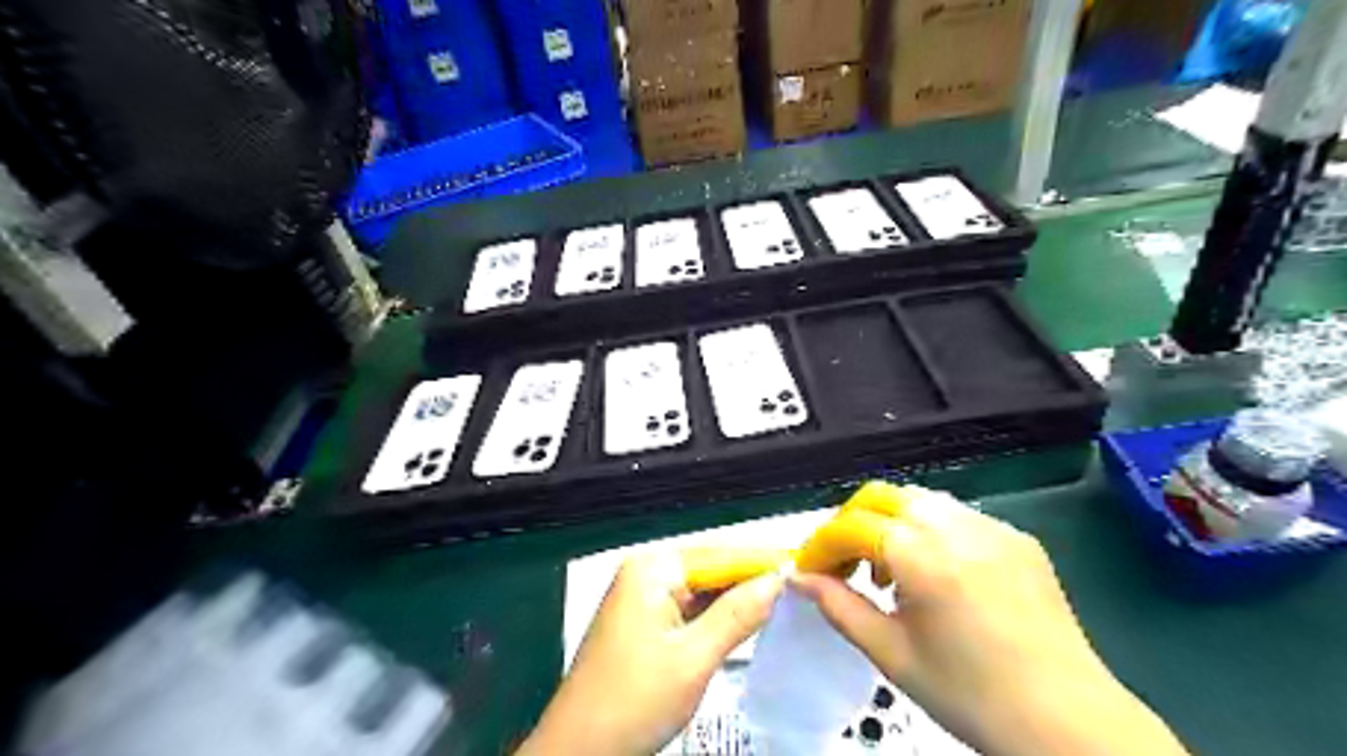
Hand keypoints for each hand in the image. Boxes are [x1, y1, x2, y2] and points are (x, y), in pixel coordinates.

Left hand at [516, 548, 792, 754]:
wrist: (577, 750)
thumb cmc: (634, 701)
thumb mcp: (693, 659)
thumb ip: (738, 614)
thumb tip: (779, 579)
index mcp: (653, 569)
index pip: (721, 555)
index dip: (763, 562)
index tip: (807, 567)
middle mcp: (646, 573)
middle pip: (711, 569)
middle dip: (751, 581)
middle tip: (801, 590)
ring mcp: (642, 597)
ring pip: (702, 591)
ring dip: (737, 600)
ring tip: (784, 604)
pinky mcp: (644, 621)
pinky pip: (689, 609)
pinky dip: (717, 617)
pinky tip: (746, 623)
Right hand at [793, 490, 1179, 755]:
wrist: (1069, 723)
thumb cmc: (972, 696)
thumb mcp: (892, 654)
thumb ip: (839, 607)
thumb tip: (800, 579)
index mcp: (924, 558)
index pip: (852, 526)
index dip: (821, 544)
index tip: (809, 570)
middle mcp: (958, 529)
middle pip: (883, 495)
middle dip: (851, 521)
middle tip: (841, 562)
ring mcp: (993, 528)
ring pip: (920, 500)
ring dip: (889, 523)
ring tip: (887, 571)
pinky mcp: (1018, 539)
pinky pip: (958, 516)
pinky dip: (929, 531)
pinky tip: (934, 574)